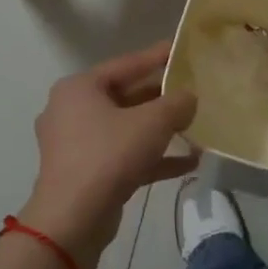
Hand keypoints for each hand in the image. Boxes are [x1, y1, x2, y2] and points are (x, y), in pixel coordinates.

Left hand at [20, 41, 199, 268]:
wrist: (73, 218)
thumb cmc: (109, 155)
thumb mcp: (152, 123)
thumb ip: (176, 104)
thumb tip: (190, 97)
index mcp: (80, 88)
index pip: (126, 64)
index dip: (157, 56)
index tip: (182, 50)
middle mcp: (72, 111)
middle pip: (125, 97)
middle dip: (161, 98)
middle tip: (193, 90)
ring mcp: (77, 144)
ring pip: (126, 129)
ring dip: (161, 131)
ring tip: (195, 127)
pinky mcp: (86, 173)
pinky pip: (124, 156)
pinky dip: (152, 157)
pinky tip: (189, 164)